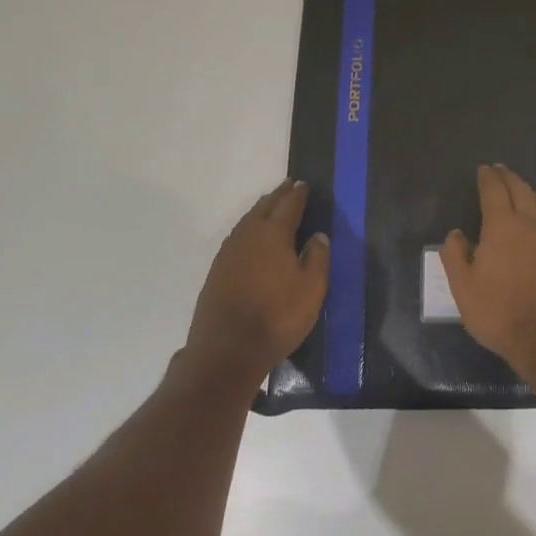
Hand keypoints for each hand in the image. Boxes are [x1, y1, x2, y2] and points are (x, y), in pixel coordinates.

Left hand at [186, 179, 329, 385]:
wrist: (227, 350)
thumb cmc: (277, 317)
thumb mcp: (311, 289)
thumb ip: (317, 258)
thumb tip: (318, 235)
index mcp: (273, 234)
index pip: (288, 206)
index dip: (298, 195)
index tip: (303, 184)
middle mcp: (248, 236)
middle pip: (264, 208)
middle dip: (278, 196)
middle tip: (288, 186)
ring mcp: (229, 253)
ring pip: (247, 221)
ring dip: (260, 210)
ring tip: (270, 204)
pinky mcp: (217, 271)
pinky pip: (237, 237)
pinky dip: (248, 228)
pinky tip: (250, 236)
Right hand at [440, 164, 535, 375]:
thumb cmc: (499, 311)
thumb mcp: (463, 288)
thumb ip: (455, 257)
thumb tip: (455, 234)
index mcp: (503, 226)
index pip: (495, 191)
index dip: (488, 178)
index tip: (484, 169)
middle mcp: (531, 223)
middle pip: (521, 190)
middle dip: (509, 178)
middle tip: (500, 170)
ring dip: (527, 191)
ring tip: (519, 188)